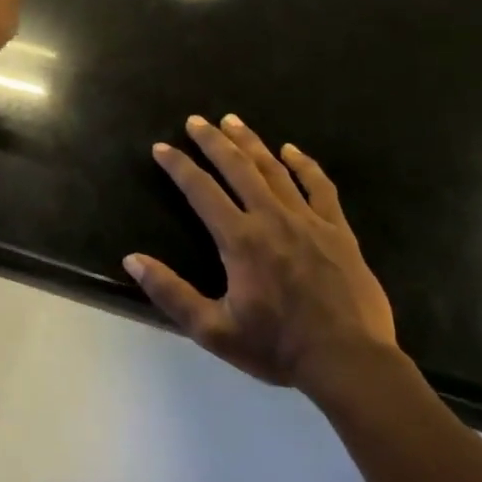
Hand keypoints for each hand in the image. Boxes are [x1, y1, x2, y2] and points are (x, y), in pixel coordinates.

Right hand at [124, 115, 398, 397]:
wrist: (349, 361)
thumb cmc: (276, 347)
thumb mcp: (212, 329)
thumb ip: (170, 292)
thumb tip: (132, 260)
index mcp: (240, 240)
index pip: (201, 190)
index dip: (179, 166)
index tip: (161, 147)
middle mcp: (272, 218)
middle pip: (237, 168)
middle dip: (213, 141)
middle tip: (196, 120)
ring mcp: (309, 221)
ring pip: (274, 169)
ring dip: (251, 143)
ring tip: (233, 121)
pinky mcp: (338, 230)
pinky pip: (319, 187)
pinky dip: (304, 165)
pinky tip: (292, 150)